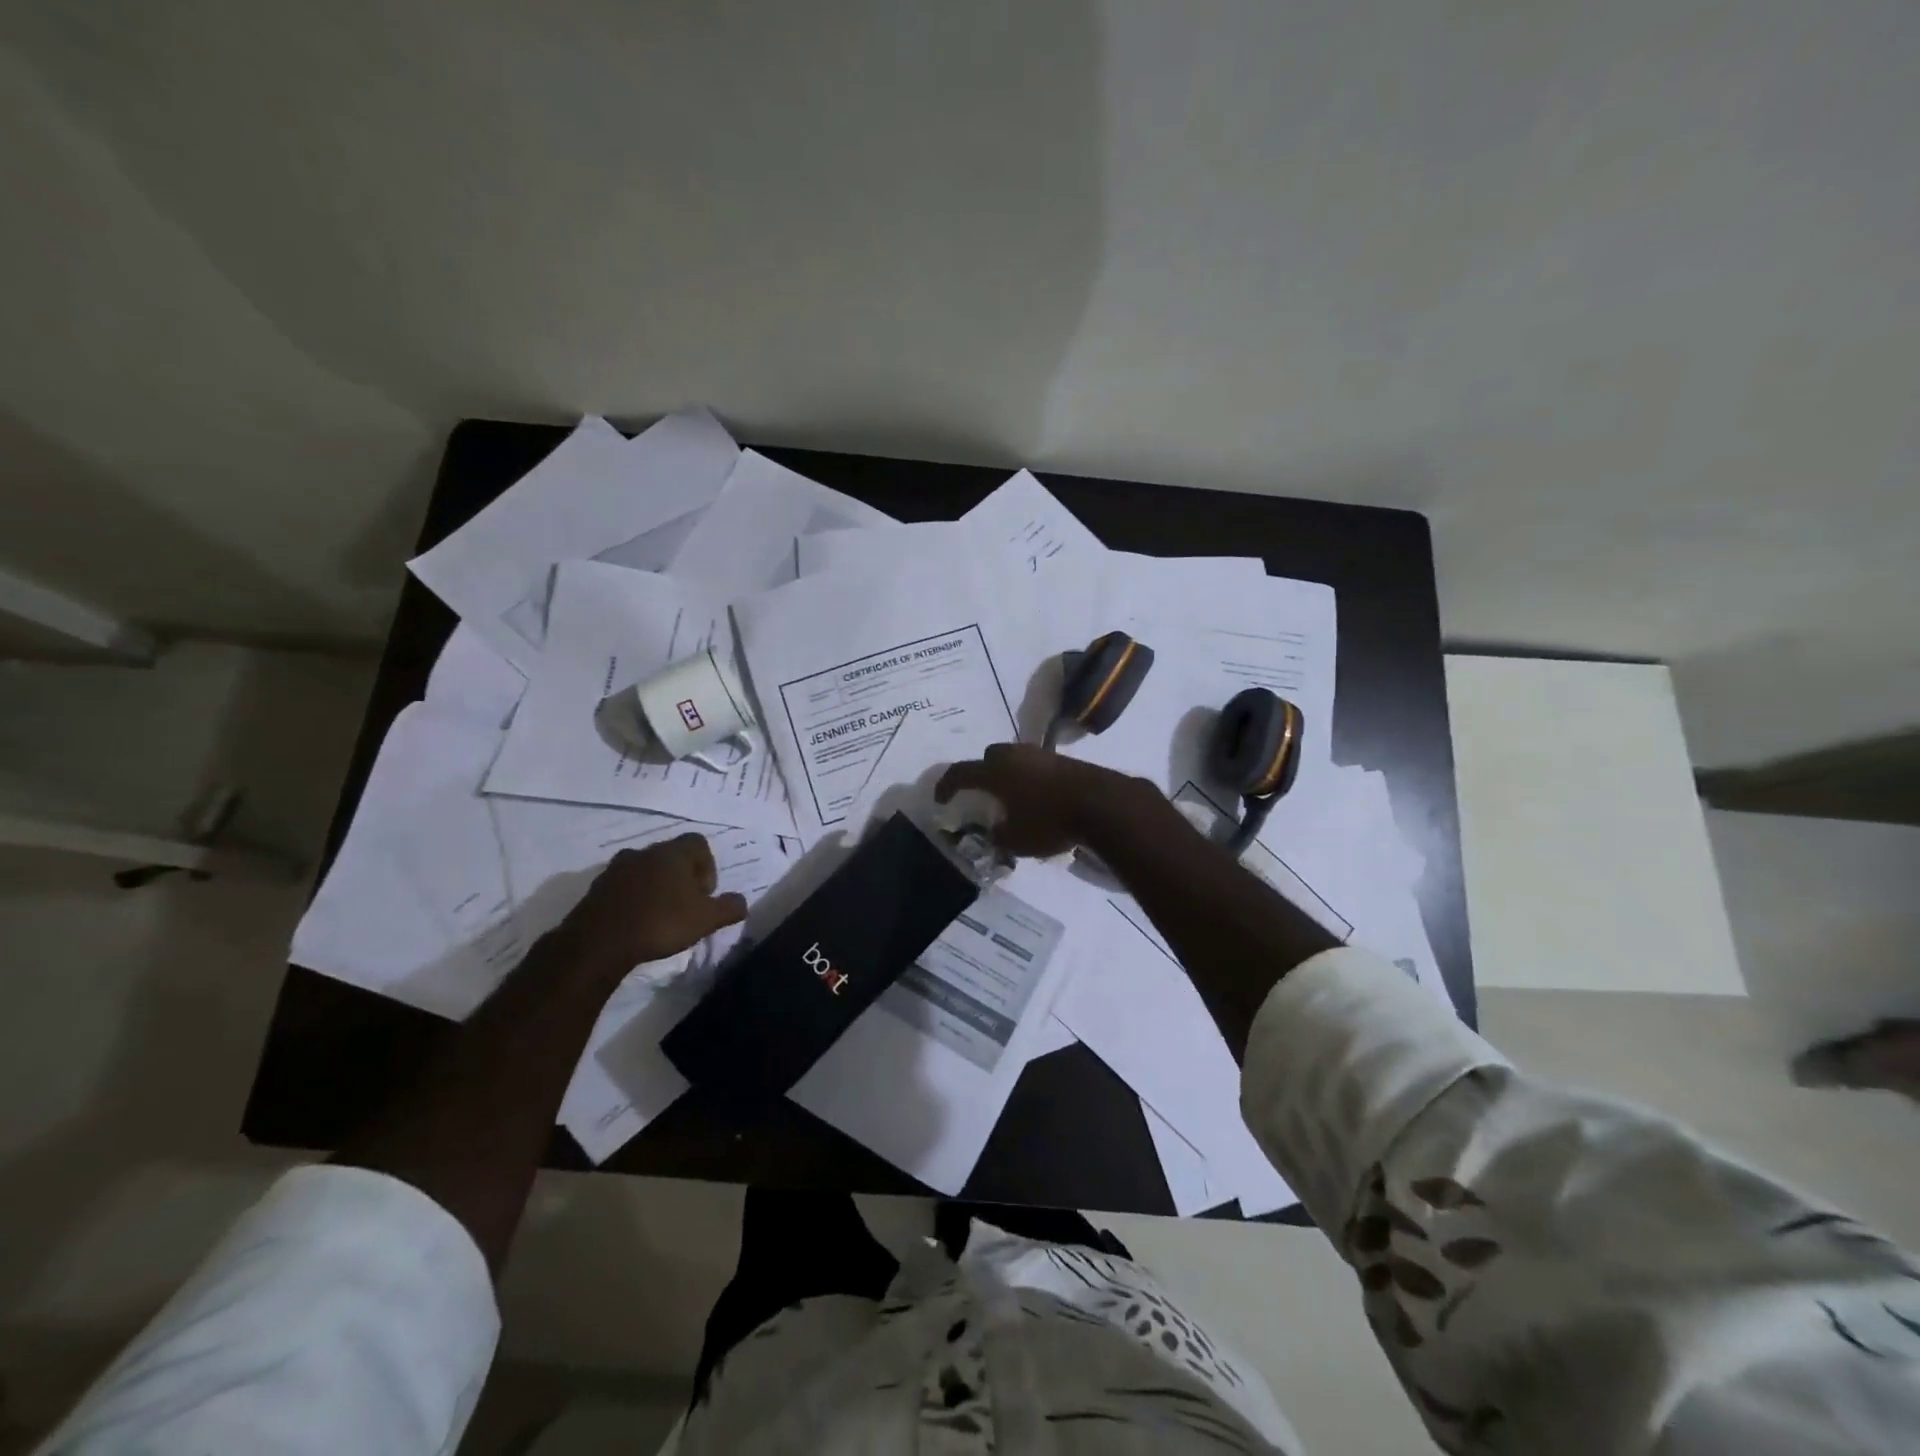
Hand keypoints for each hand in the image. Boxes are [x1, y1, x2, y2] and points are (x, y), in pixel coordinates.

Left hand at [558, 833, 747, 972]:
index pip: (699, 843)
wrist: (598, 942)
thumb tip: (741, 902)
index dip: (707, 866)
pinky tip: (637, 922)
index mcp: (673, 853)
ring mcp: (617, 868)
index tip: (704, 894)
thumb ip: (729, 908)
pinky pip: (625, 886)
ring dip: (657, 887)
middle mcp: (645, 852)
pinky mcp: (597, 888)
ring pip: (647, 870)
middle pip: (672, 856)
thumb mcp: (706, 920)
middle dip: (683, 878)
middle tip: (686, 907)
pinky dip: (634, 898)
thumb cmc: (660, 922)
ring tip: (660, 916)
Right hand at [934, 742, 1143, 857]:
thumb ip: (997, 836)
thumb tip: (993, 831)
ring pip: (1015, 759)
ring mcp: (1041, 755)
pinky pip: (1036, 766)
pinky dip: (1030, 779)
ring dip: (1009, 775)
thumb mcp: (1016, 840)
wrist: (1102, 804)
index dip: (946, 785)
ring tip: (1012, 798)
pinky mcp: (1064, 760)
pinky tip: (1037, 798)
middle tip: (983, 793)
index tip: (940, 799)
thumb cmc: (1050, 821)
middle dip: (982, 773)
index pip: (960, 772)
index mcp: (995, 772)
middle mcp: (1015, 756)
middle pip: (989, 756)